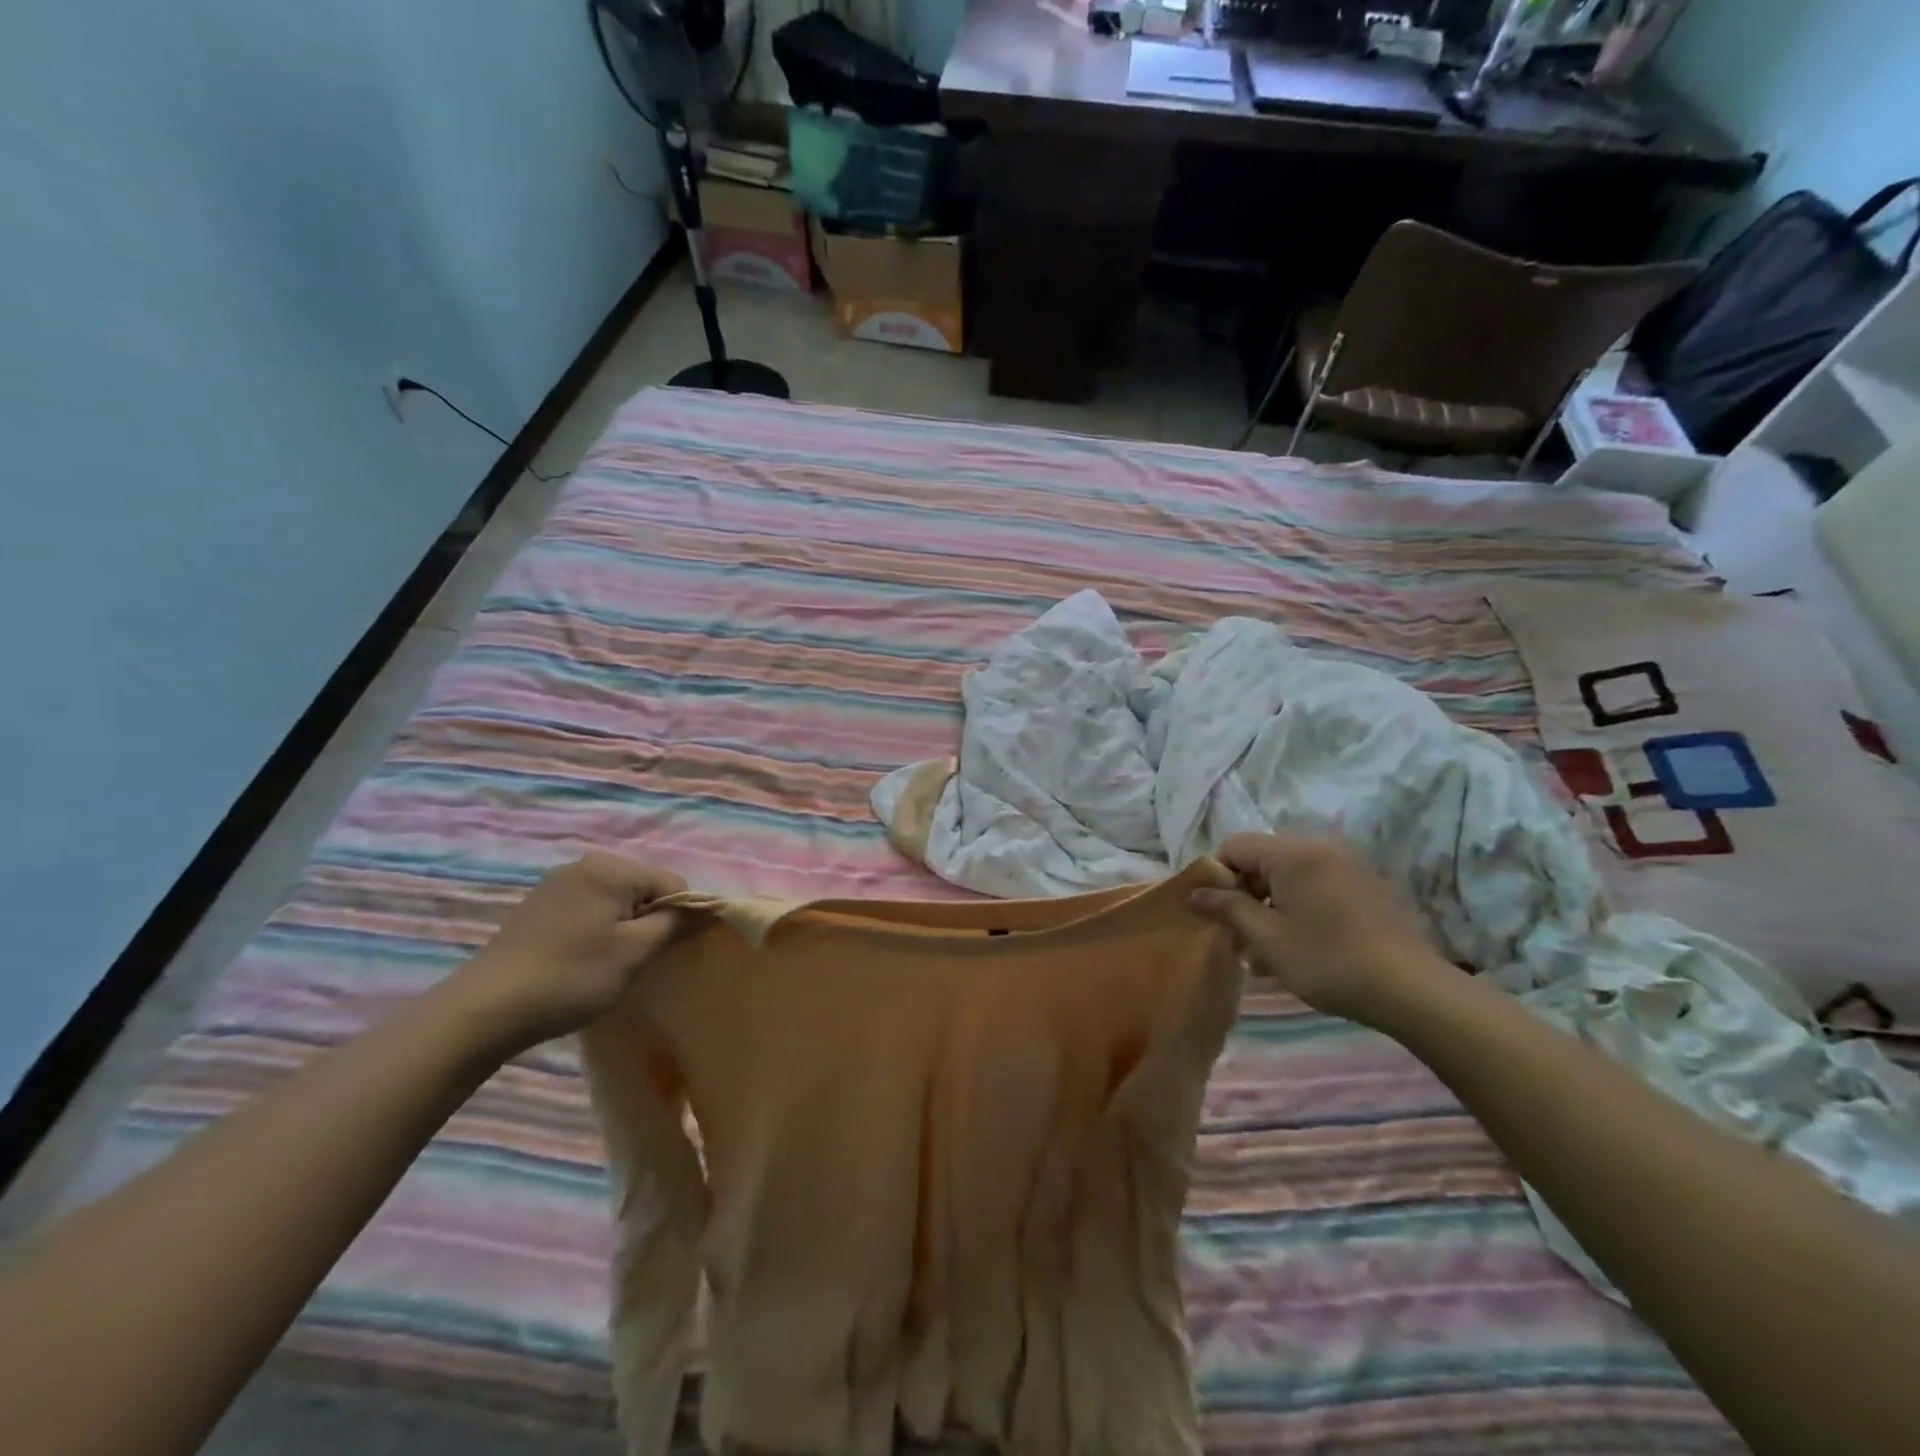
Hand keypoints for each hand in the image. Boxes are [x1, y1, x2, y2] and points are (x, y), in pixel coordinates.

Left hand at [455, 852, 688, 1048]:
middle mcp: (583, 865)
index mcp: (609, 868)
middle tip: (637, 962)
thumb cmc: (570, 977)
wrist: (483, 1012)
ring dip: (625, 928)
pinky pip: (589, 908)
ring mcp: (556, 884)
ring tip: (610, 965)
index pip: (672, 883)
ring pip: (616, 901)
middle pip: (644, 889)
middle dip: (651, 921)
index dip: (681, 917)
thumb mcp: (634, 952)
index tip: (667, 953)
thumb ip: (676, 922)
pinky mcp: (538, 907)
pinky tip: (583, 960)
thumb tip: (710, 907)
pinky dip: (598, 930)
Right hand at [1189, 833, 1450, 1026]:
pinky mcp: (1367, 886)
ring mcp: (1347, 865)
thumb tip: (1195, 893)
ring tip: (1267, 949)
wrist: (1411, 989)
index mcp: (1292, 852)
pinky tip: (1301, 945)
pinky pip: (1318, 885)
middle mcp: (1319, 847)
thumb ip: (1228, 908)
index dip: (1216, 876)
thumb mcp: (1267, 938)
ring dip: (1271, 904)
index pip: (1235, 846)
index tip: (1215, 913)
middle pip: (1262, 859)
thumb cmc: (1328, 960)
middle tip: (1239, 935)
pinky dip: (1300, 906)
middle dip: (1244, 893)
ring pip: (1290, 875)